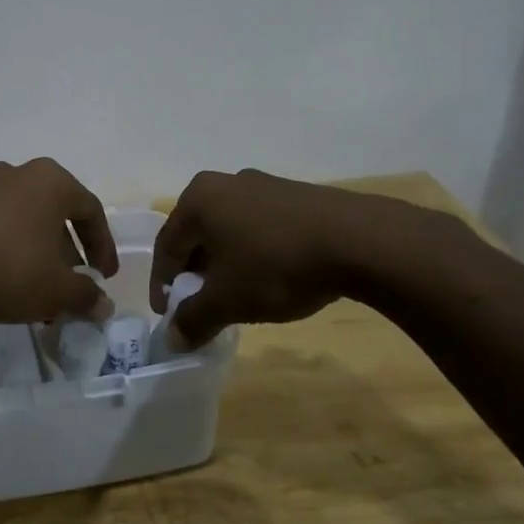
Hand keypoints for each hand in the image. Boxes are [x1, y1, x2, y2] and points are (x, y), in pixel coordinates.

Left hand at [0, 158, 117, 324]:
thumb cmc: (9, 267)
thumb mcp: (56, 289)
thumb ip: (85, 296)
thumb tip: (103, 306)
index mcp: (50, 182)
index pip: (90, 210)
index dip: (103, 246)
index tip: (104, 277)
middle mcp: (17, 174)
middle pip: (53, 214)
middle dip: (66, 254)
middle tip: (70, 286)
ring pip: (22, 222)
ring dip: (35, 255)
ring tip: (37, 293)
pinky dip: (6, 251)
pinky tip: (3, 284)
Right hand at [149, 169, 450, 348]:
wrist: (360, 241)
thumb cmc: (276, 265)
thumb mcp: (228, 300)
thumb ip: (194, 319)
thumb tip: (172, 340)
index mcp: (198, 199)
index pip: (167, 245)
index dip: (162, 284)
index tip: (167, 314)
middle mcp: (225, 183)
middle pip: (197, 234)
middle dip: (195, 272)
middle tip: (199, 304)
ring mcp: (264, 185)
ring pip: (229, 230)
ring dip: (225, 263)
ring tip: (236, 295)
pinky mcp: (297, 196)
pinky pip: (260, 227)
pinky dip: (254, 253)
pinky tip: (271, 277)